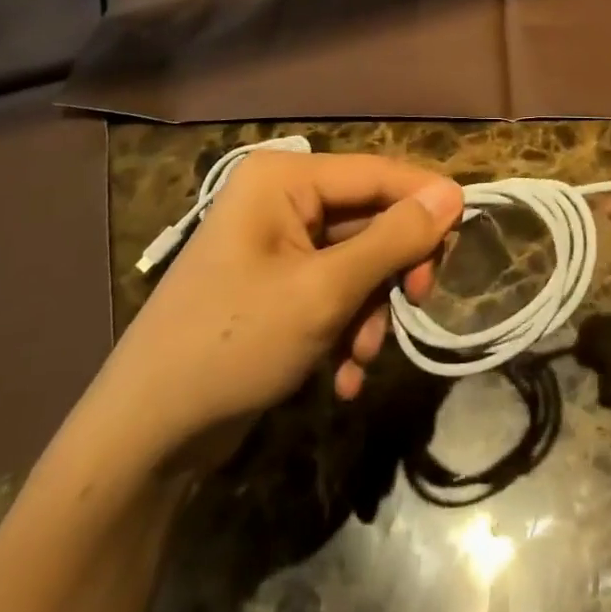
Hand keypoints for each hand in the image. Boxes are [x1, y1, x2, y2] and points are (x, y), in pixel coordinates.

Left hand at [88, 150, 463, 465]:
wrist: (144, 438)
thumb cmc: (235, 344)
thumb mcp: (325, 291)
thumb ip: (393, 239)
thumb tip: (453, 193)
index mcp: (284, 180)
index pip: (375, 173)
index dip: (424, 200)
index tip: (466, 235)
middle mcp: (280, 200)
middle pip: (368, 218)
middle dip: (391, 271)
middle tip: (417, 303)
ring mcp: (276, 245)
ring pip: (355, 261)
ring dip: (370, 309)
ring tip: (364, 357)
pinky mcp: (274, 286)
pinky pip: (331, 290)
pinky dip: (346, 327)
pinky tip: (345, 375)